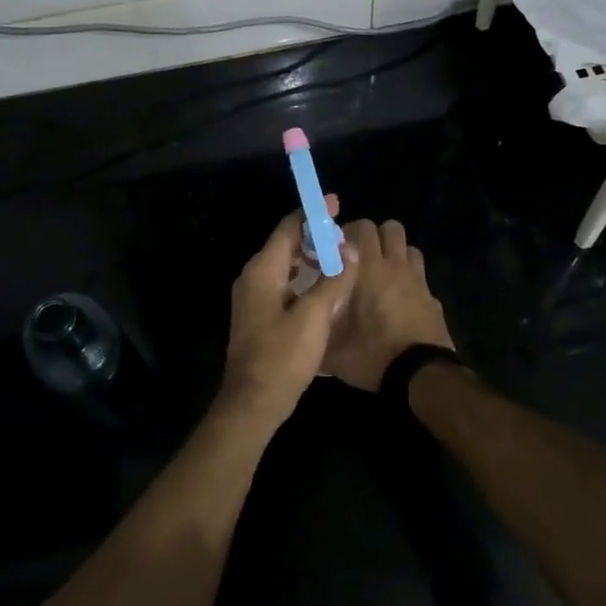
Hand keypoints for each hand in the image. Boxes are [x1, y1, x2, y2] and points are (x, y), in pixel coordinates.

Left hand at [219, 196, 356, 429]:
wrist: (253, 403)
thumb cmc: (283, 356)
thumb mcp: (314, 316)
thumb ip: (334, 280)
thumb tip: (351, 249)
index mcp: (262, 271)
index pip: (288, 228)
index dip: (312, 214)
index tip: (335, 203)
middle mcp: (253, 278)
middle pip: (285, 244)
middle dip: (314, 236)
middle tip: (345, 233)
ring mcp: (253, 298)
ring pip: (285, 265)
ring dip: (311, 258)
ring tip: (340, 257)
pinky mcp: (259, 315)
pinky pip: (284, 283)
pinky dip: (304, 277)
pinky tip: (325, 286)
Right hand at [321, 219, 454, 391]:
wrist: (420, 374)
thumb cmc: (372, 355)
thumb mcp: (332, 349)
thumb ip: (317, 328)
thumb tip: (304, 322)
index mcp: (369, 269)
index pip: (362, 228)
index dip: (349, 233)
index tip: (338, 251)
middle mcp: (395, 266)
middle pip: (390, 228)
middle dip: (375, 237)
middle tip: (360, 259)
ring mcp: (418, 280)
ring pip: (409, 248)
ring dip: (396, 254)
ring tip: (382, 274)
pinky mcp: (433, 297)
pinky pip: (420, 275)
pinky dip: (411, 279)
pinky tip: (400, 299)